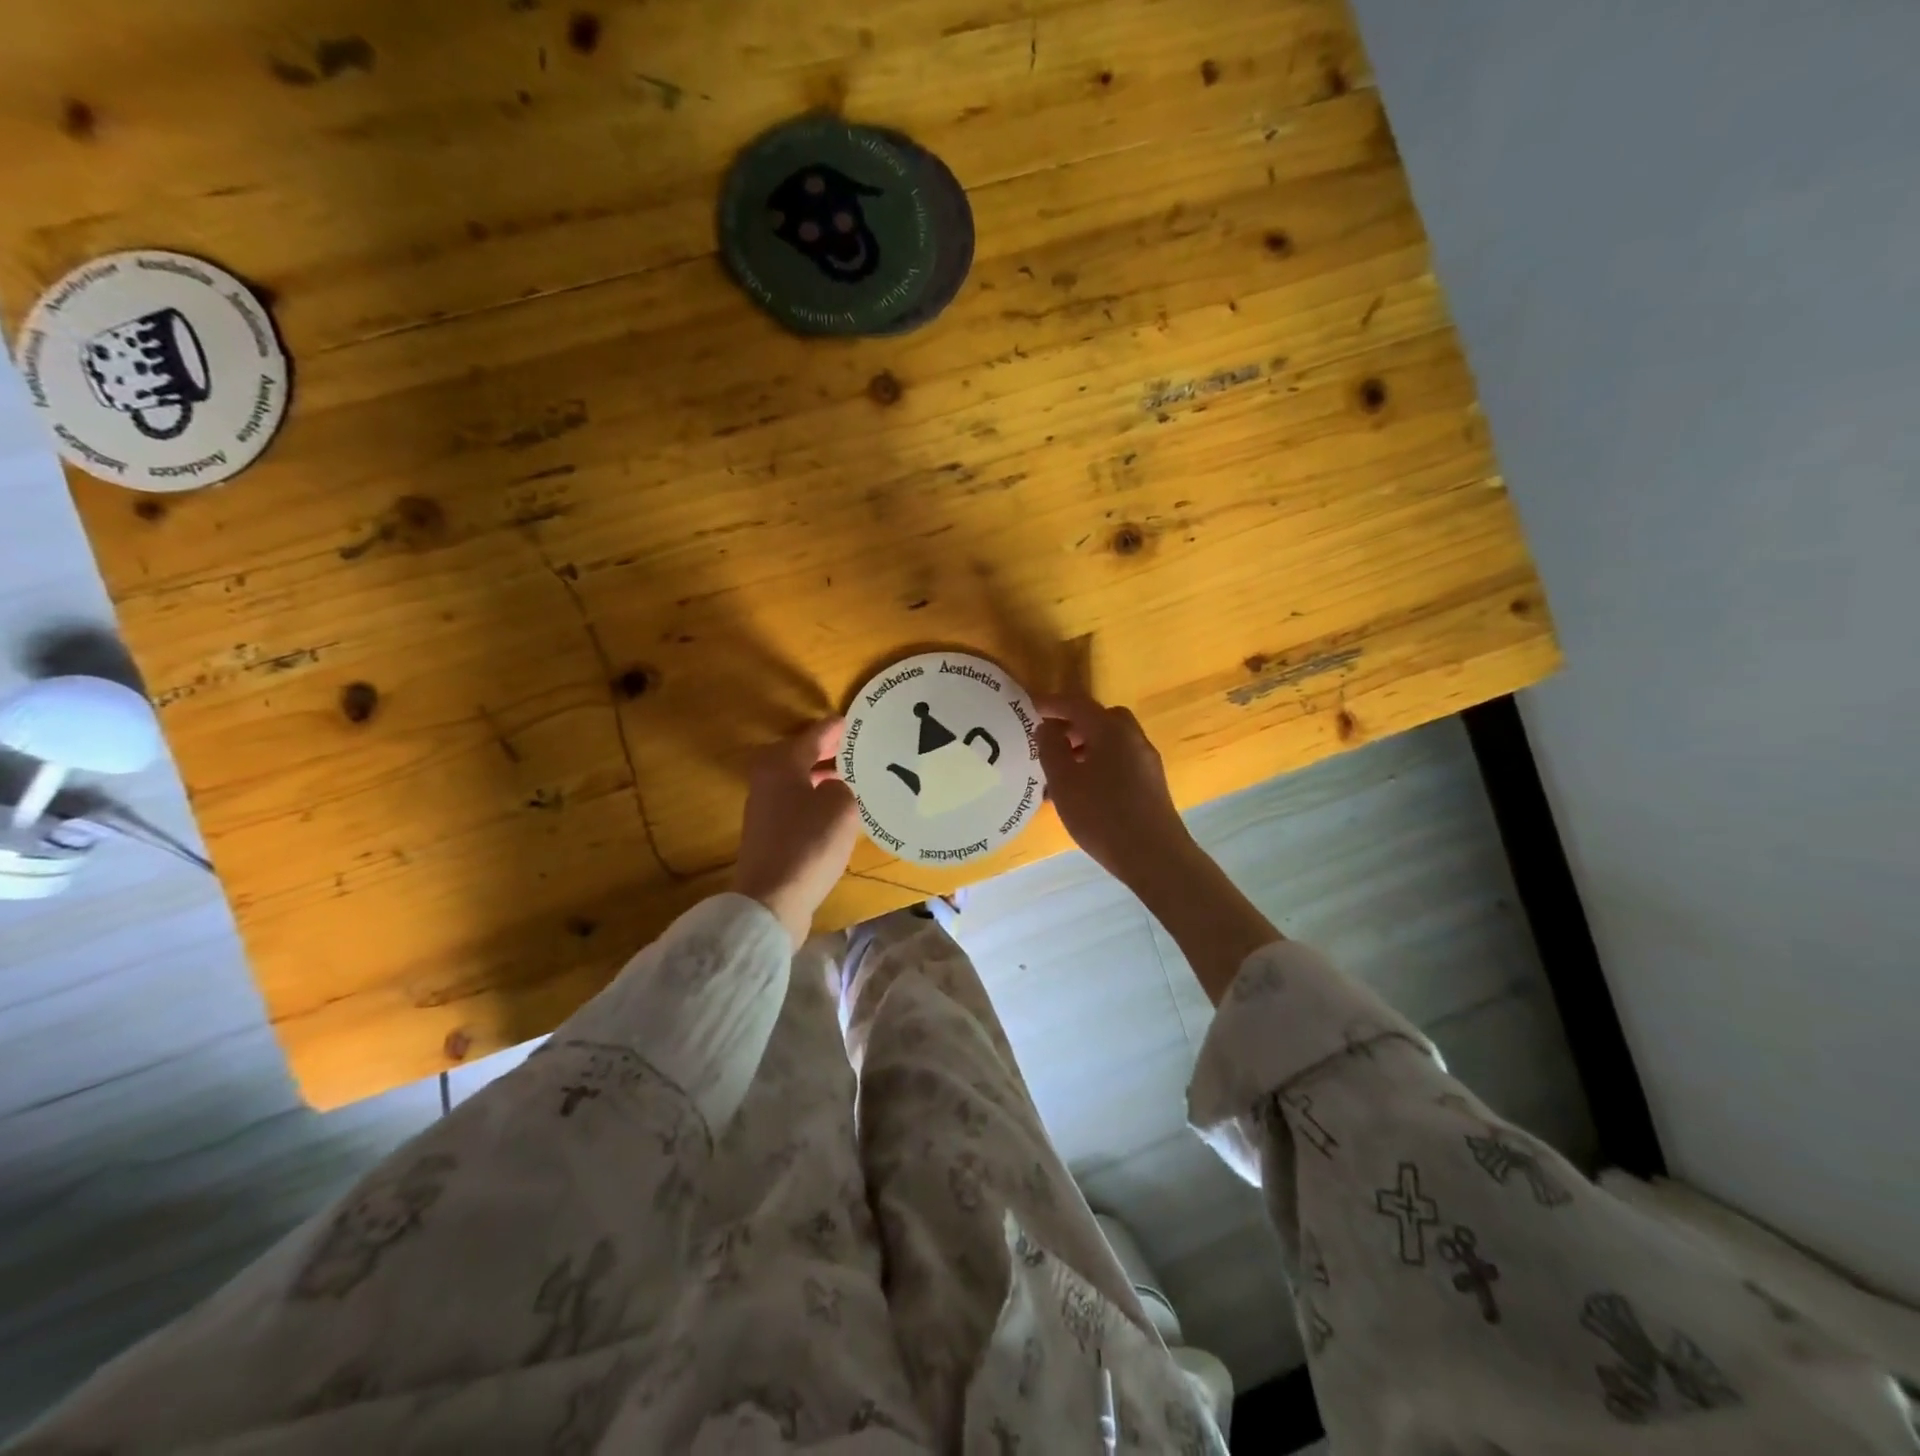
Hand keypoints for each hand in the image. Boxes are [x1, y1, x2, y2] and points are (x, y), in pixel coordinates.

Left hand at [733, 718, 859, 947]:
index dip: (839, 728)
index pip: (816, 733)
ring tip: (857, 779)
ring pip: (801, 780)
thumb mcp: (842, 806)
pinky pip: (799, 804)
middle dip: (832, 752)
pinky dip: (818, 800)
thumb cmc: (809, 843)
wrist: (772, 899)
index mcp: (782, 762)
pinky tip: (840, 811)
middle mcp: (768, 779)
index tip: (860, 722)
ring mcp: (765, 808)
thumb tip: (834, 788)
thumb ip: (843, 786)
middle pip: (804, 755)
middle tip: (863, 750)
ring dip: (825, 777)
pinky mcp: (770, 834)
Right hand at [1036, 692, 1280, 1001]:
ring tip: (1060, 771)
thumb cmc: (1102, 815)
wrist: (1155, 856)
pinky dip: (1098, 763)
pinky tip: (1083, 791)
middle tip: (1048, 740)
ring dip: (1085, 746)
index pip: (1077, 704)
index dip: (1051, 703)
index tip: (1028, 708)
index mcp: (1110, 730)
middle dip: (1072, 724)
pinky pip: (1119, 761)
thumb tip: (1046, 727)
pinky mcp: (1151, 783)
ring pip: (1110, 741)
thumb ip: (1050, 748)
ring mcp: (1146, 761)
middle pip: (1099, 719)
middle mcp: (1133, 737)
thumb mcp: (1064, 781)